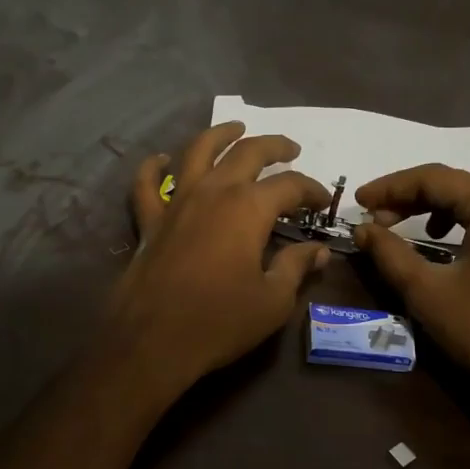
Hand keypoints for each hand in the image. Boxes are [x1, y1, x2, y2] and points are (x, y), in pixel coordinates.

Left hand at [104, 122, 330, 397]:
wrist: (154, 341)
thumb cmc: (220, 321)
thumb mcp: (273, 301)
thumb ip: (296, 268)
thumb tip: (318, 251)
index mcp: (248, 208)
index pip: (289, 185)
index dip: (311, 189)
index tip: (322, 202)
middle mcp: (213, 192)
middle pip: (246, 152)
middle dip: (274, 146)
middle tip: (290, 149)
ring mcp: (176, 202)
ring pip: (197, 152)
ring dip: (219, 134)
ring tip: (235, 127)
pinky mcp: (149, 221)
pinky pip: (147, 184)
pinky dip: (153, 167)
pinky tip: (160, 160)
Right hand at [352, 165, 469, 406]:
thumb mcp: (425, 290)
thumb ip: (389, 252)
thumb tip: (362, 228)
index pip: (435, 178)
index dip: (391, 187)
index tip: (359, 203)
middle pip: (458, 183)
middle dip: (412, 195)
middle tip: (377, 216)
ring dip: (438, 205)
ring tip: (407, 226)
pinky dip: (463, 219)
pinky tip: (444, 243)